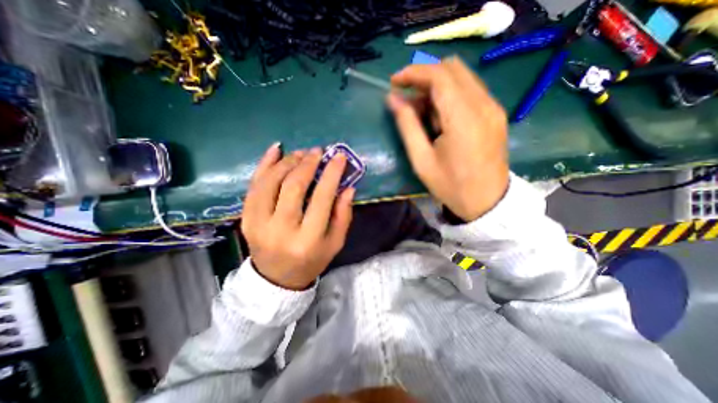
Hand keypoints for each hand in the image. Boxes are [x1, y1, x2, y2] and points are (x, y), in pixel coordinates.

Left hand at [241, 145, 352, 289]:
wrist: (277, 278)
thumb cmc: (312, 260)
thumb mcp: (335, 242)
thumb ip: (343, 215)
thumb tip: (348, 187)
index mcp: (308, 239)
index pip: (321, 198)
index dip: (331, 174)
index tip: (339, 157)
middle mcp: (281, 230)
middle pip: (293, 186)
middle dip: (307, 164)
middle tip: (317, 152)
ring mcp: (258, 224)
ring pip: (271, 182)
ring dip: (288, 162)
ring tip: (301, 153)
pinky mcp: (245, 219)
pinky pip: (253, 186)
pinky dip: (264, 165)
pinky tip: (275, 150)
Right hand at [388, 55, 509, 220]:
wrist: (487, 202)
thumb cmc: (450, 185)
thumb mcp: (421, 160)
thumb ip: (407, 125)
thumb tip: (393, 99)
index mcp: (464, 118)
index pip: (439, 76)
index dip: (414, 73)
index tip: (394, 81)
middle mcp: (484, 104)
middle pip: (452, 68)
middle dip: (424, 77)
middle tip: (406, 97)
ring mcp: (493, 107)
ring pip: (462, 77)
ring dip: (436, 86)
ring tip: (421, 111)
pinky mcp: (495, 113)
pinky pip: (470, 90)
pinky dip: (449, 94)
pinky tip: (439, 116)